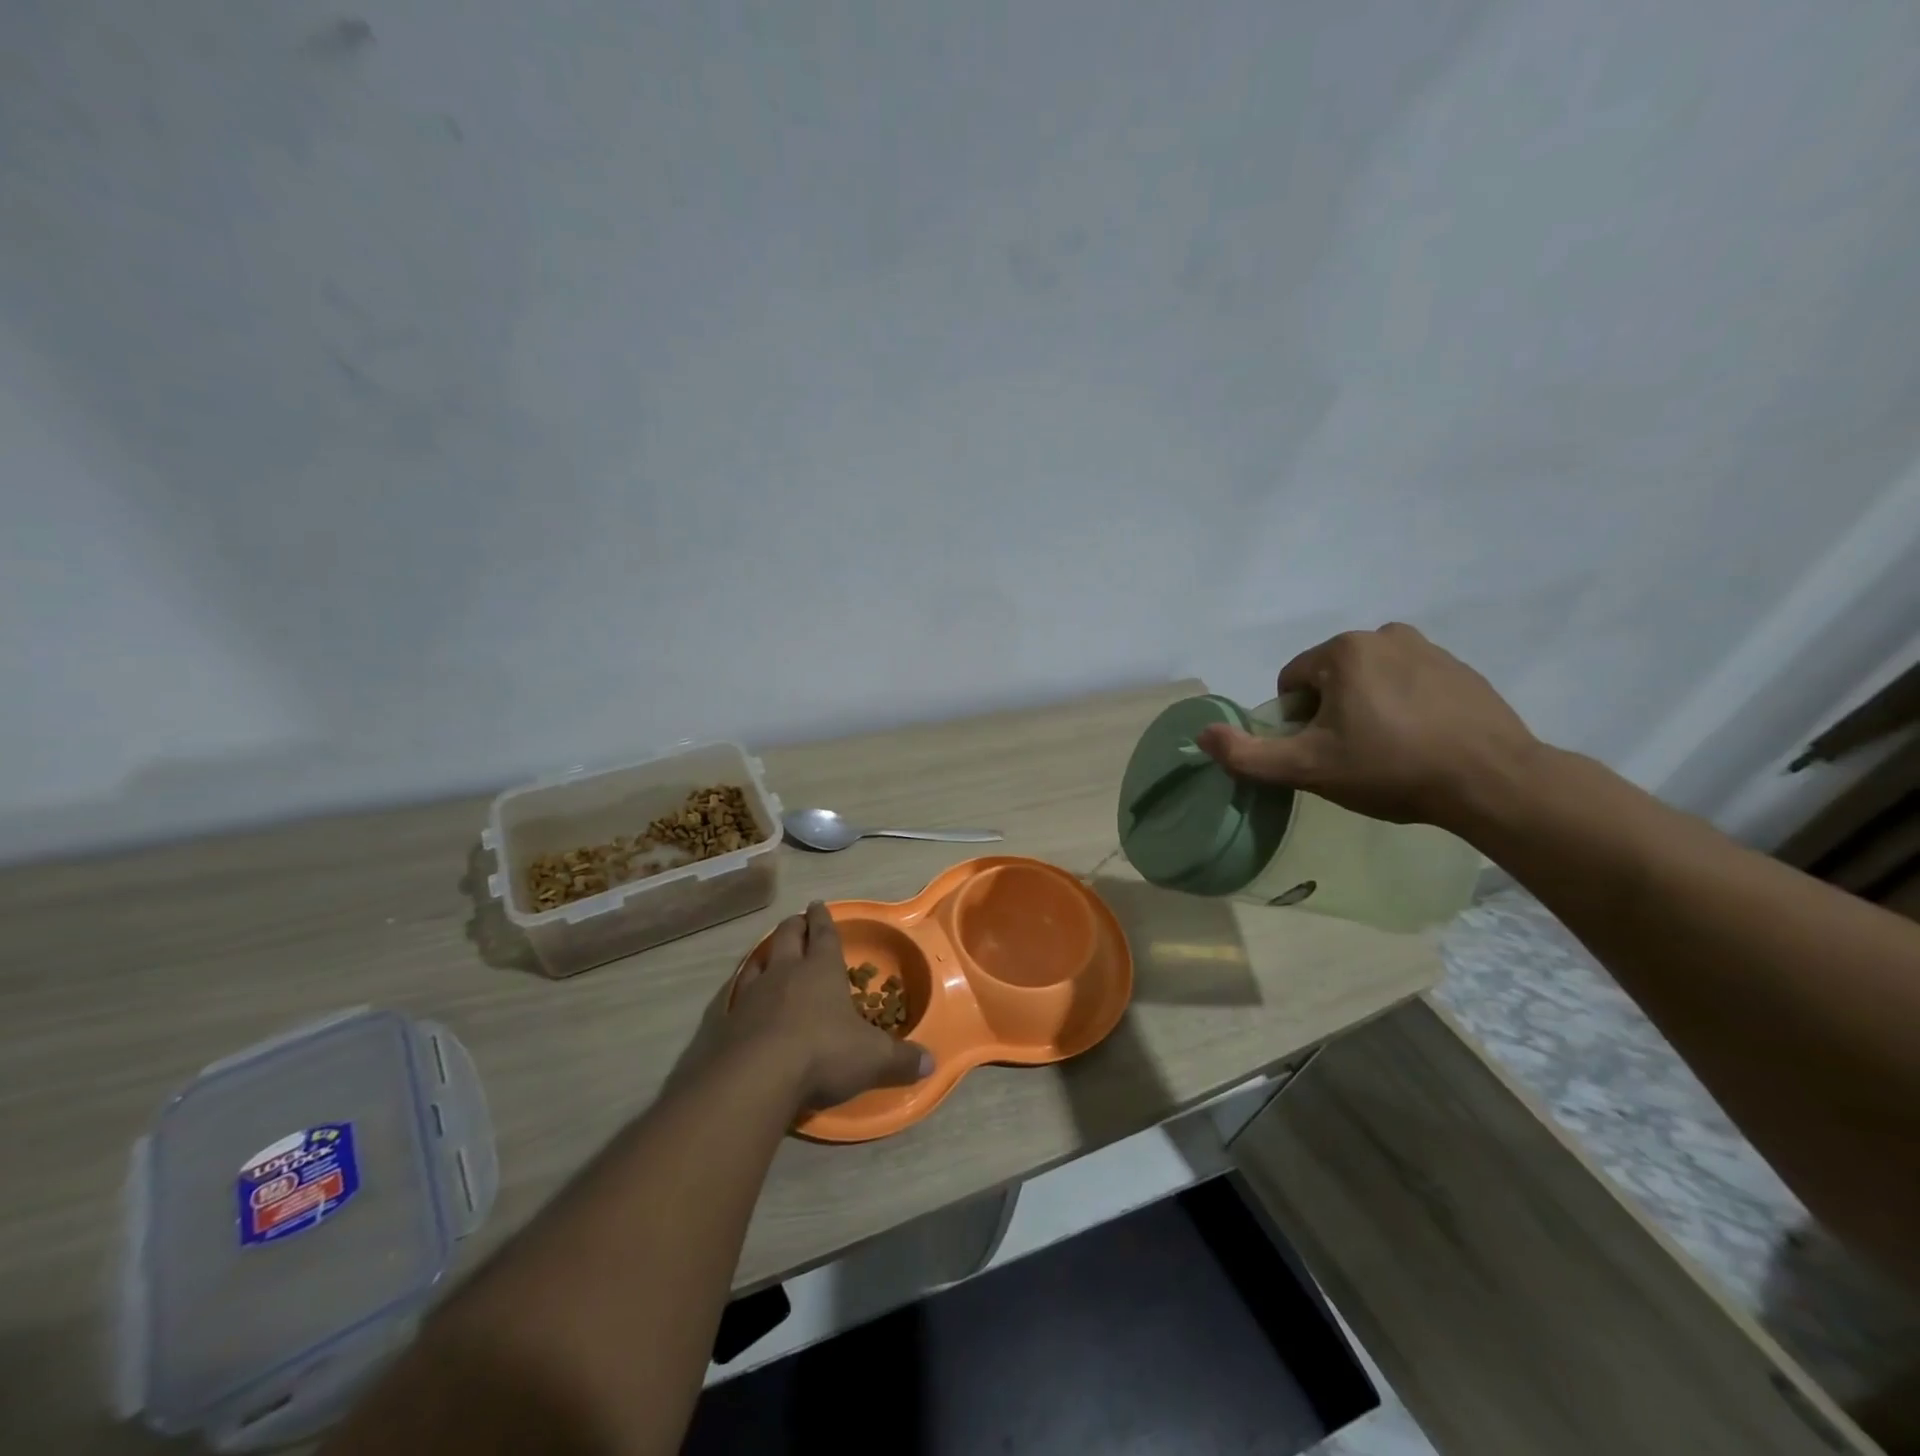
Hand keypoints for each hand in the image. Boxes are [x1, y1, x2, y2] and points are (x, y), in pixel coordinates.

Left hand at [716, 902, 932, 1111]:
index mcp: (822, 969)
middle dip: (794, 926)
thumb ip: (901, 1060)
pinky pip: (738, 992)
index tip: (818, 904)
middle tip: (798, 921)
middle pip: (788, 937)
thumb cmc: (822, 1053)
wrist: (756, 1077)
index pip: (824, 934)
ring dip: (767, 953)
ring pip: (760, 960)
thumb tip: (930, 1063)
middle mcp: (786, 971)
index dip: (823, 919)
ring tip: (770, 952)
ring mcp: (753, 993)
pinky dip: (744, 988)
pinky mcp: (729, 1019)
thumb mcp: (872, 1058)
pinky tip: (744, 996)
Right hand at [1195, 623, 1539, 830]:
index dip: (1295, 722)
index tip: (1320, 752)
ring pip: (1369, 680)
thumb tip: (1201, 735)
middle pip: (1329, 678)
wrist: (1493, 781)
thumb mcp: (1307, 769)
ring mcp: (1429, 648)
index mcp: (1344, 650)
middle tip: (1351, 755)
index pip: (1291, 682)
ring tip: (1387, 750)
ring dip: (1365, 709)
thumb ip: (1247, 754)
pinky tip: (1419, 743)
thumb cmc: (1390, 768)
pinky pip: (1408, 684)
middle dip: (1329, 713)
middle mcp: (1384, 635)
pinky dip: (1402, 707)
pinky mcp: (1461, 669)